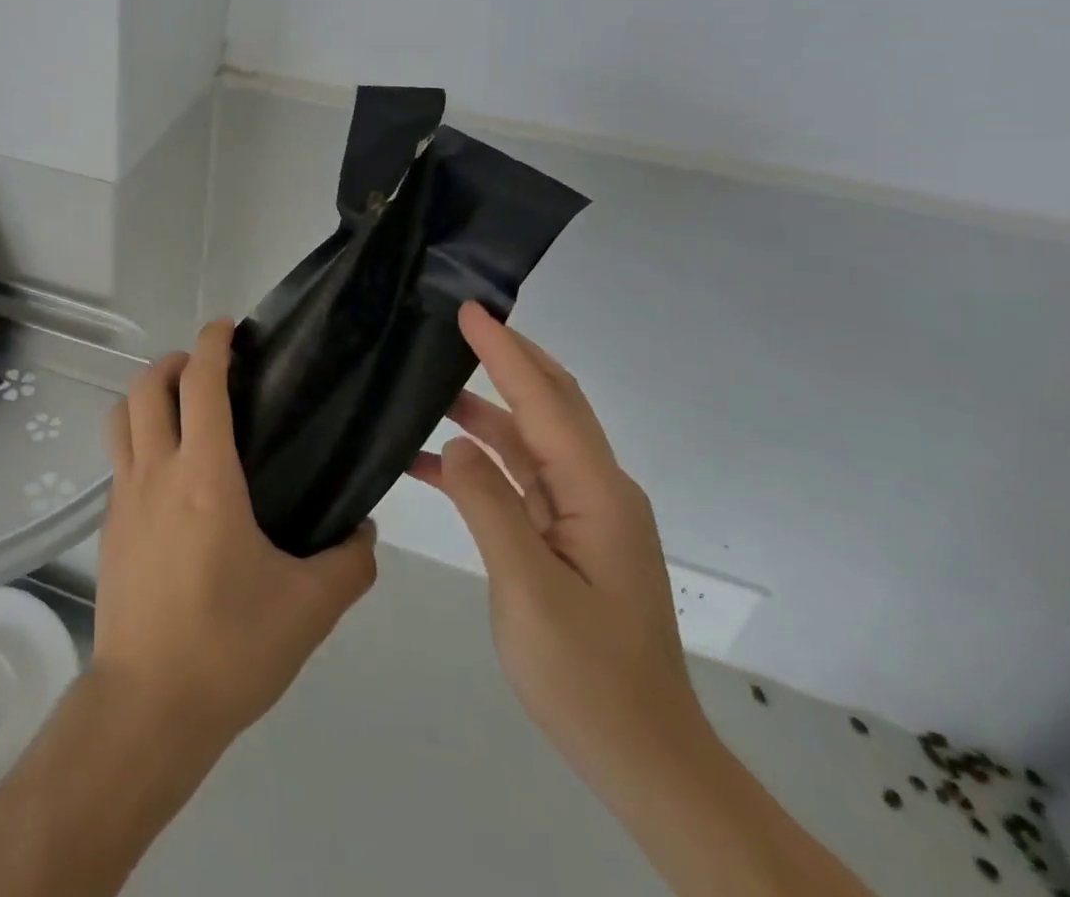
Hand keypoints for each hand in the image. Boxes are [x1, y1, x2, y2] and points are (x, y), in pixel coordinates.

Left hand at [93, 319, 378, 753]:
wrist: (148, 706)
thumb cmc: (229, 648)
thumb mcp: (309, 609)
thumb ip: (348, 562)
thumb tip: (363, 530)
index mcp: (205, 477)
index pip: (200, 384)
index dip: (212, 344)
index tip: (229, 328)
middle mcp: (156, 472)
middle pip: (146, 386)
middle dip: (173, 361)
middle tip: (206, 370)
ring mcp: (124, 496)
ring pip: (121, 416)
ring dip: (146, 394)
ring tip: (181, 407)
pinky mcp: (109, 525)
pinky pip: (118, 458)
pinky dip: (137, 437)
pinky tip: (168, 472)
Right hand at [409, 303, 707, 792]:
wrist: (643, 759)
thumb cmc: (588, 676)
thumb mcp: (529, 590)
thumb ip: (490, 507)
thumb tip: (455, 442)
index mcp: (597, 494)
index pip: (545, 401)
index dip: (505, 351)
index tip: (468, 309)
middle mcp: (595, 491)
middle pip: (549, 405)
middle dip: (508, 358)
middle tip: (454, 324)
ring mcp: (581, 515)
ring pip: (527, 440)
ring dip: (482, 409)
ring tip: (426, 384)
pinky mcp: (564, 537)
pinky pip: (516, 480)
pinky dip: (477, 460)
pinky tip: (428, 460)